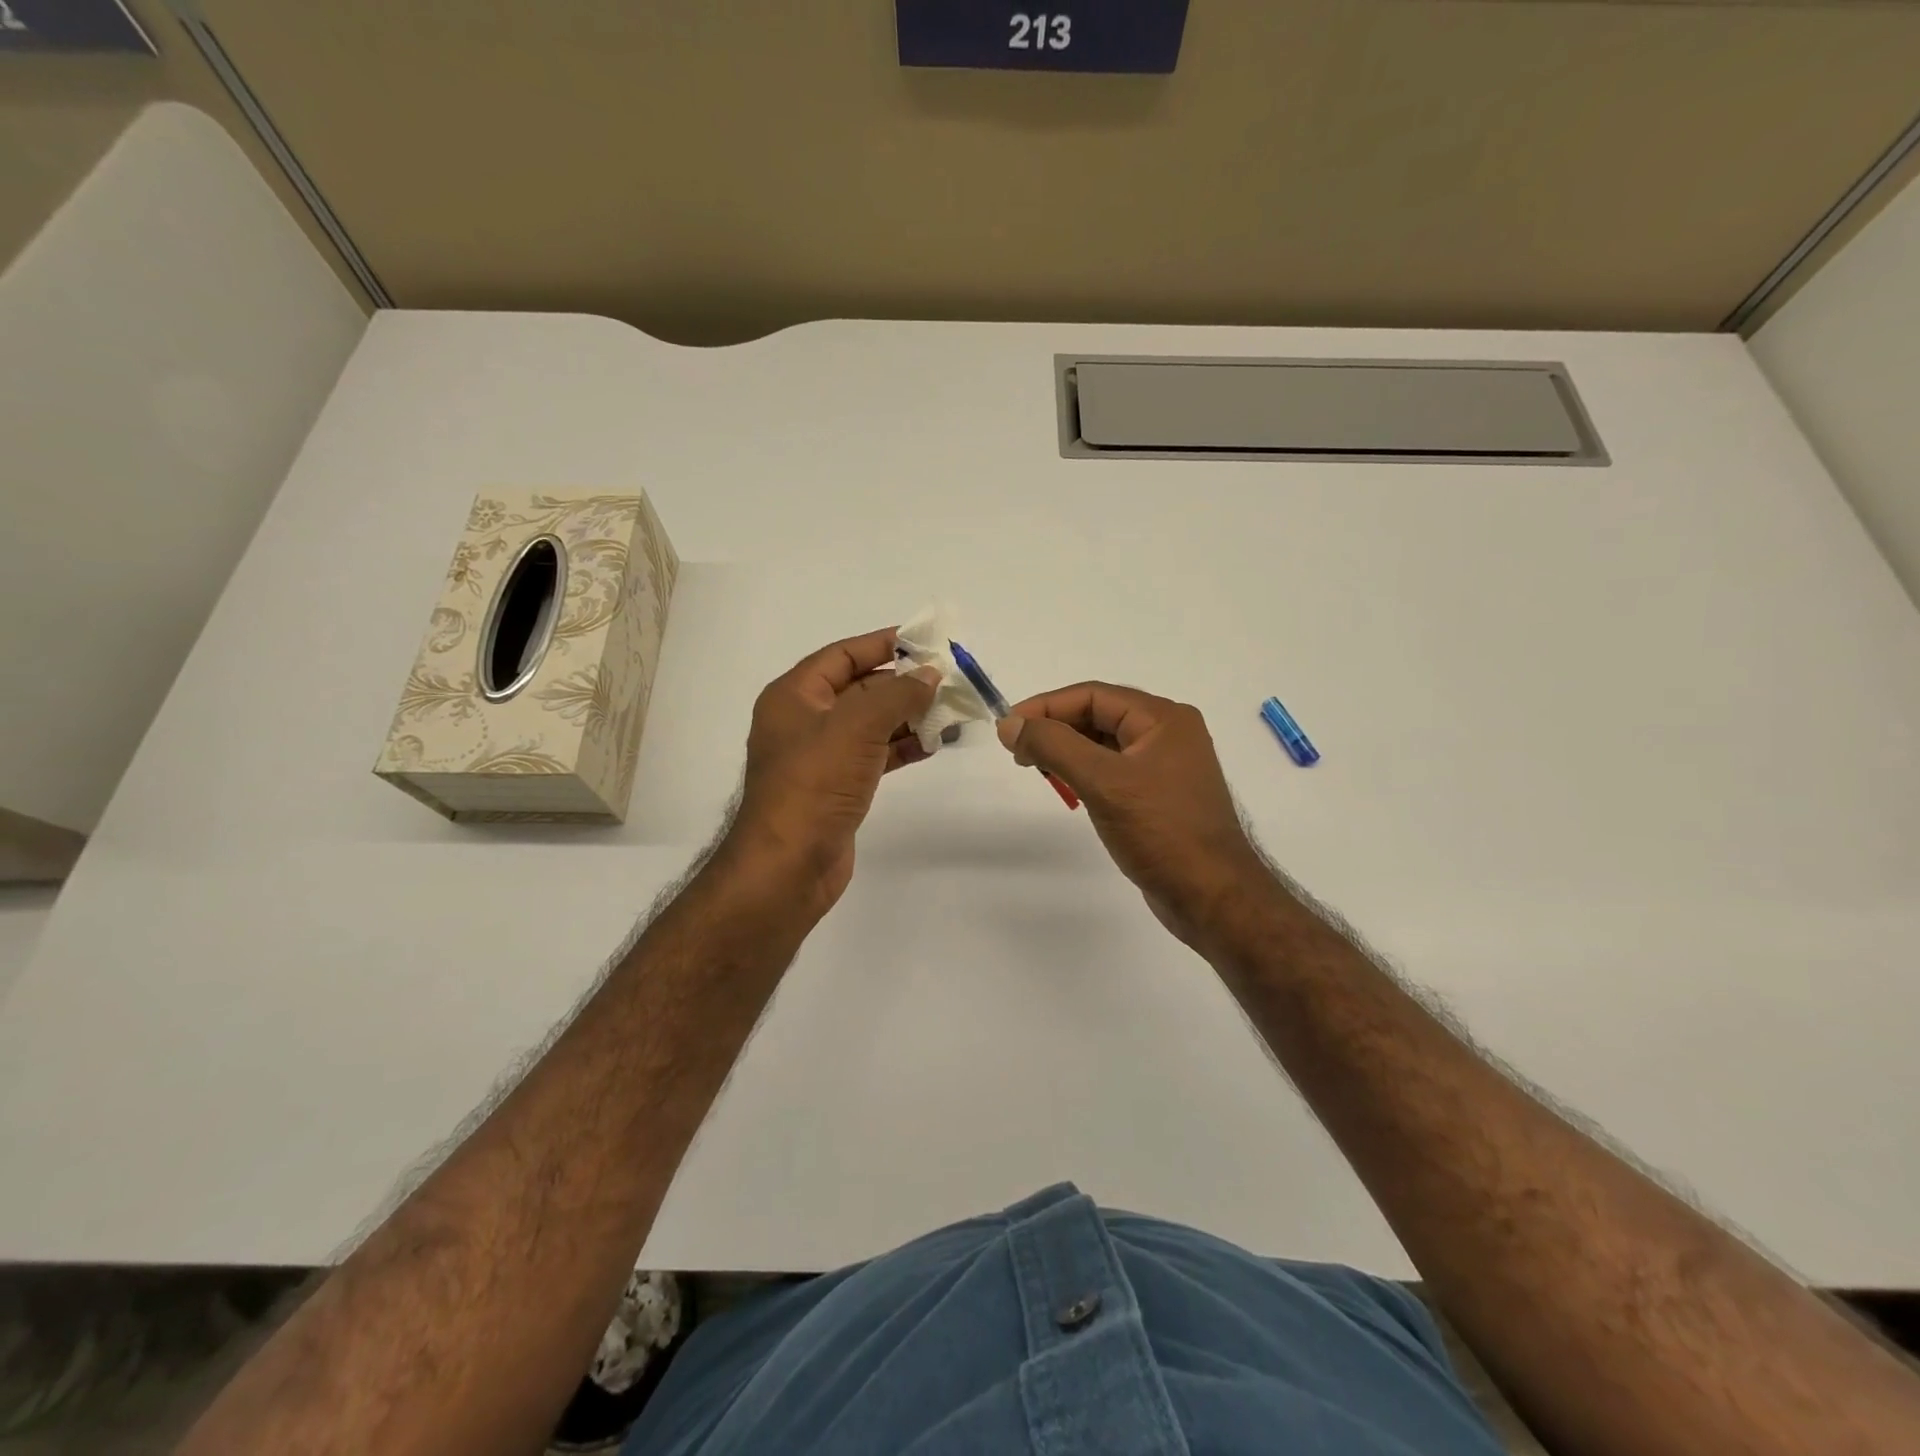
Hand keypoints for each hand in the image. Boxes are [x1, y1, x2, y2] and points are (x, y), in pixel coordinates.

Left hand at [729, 628, 940, 912]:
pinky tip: (933, 744)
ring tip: (950, 712)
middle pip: (860, 688)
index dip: (883, 644)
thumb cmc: (815, 784)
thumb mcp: (857, 727)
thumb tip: (930, 675)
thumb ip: (898, 694)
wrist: (788, 865)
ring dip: (908, 716)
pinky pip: (874, 755)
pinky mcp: (838, 786)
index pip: (842, 655)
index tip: (924, 641)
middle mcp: (805, 721)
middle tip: (948, 680)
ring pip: (871, 724)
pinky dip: (901, 747)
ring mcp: (821, 756)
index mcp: (794, 696)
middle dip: (903, 684)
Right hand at [997, 683, 1267, 945]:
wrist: (1211, 896)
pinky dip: (1085, 771)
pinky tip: (1067, 786)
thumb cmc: (1160, 831)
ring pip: (1105, 743)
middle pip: (1100, 715)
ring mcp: (1166, 765)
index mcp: (1163, 718)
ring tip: (1035, 767)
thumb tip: (1009, 724)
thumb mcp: (1102, 782)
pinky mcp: (1160, 795)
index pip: (1093, 695)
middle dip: (1056, 727)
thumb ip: (1053, 746)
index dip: (1046, 706)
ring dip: (1068, 749)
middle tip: (1017, 750)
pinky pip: (1114, 769)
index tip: (1009, 727)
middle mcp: (1168, 733)